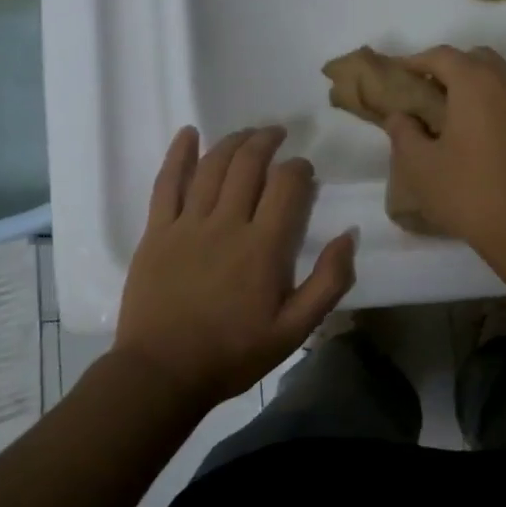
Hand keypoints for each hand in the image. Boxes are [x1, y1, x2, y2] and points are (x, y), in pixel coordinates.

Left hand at [115, 126, 355, 403]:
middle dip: (266, 142)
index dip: (299, 169)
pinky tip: (189, 134)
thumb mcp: (294, 330)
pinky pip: (167, 183)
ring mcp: (187, 224)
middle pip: (249, 165)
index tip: (304, 169)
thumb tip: (348, 236)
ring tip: (247, 133)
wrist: (162, 373)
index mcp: (264, 247)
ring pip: (212, 167)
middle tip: (277, 134)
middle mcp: (226, 224)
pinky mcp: (157, 232)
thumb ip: (328, 282)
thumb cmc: (233, 353)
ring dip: (233, 142)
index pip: (287, 186)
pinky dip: (179, 155)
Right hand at [384, 46, 505, 259]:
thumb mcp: (421, 168)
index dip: (418, 61)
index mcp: (476, 85)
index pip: (443, 56)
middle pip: (479, 60)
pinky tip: (496, 143)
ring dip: (483, 91)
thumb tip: (400, 116)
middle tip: (433, 96)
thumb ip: (404, 133)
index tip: (402, 75)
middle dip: (454, 70)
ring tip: (465, 122)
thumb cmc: (470, 194)